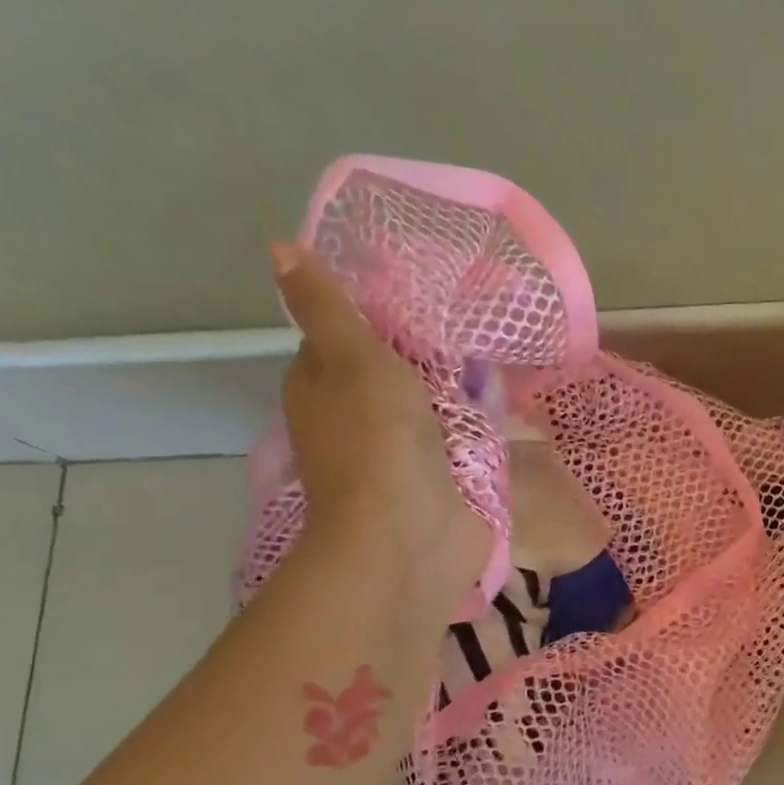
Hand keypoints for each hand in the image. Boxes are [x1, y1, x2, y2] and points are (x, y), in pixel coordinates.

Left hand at [271, 243, 486, 592]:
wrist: (409, 538)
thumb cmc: (377, 442)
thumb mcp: (352, 358)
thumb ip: (328, 307)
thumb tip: (278, 246)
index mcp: (320, 387)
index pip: (344, 337)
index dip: (378, 316)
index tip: (422, 296)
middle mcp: (354, 420)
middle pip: (394, 372)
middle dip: (430, 353)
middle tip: (472, 324)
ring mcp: (400, 455)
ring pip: (431, 407)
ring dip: (459, 389)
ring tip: (497, 356)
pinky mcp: (440, 482)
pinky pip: (461, 441)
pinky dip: (479, 425)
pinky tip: (505, 405)